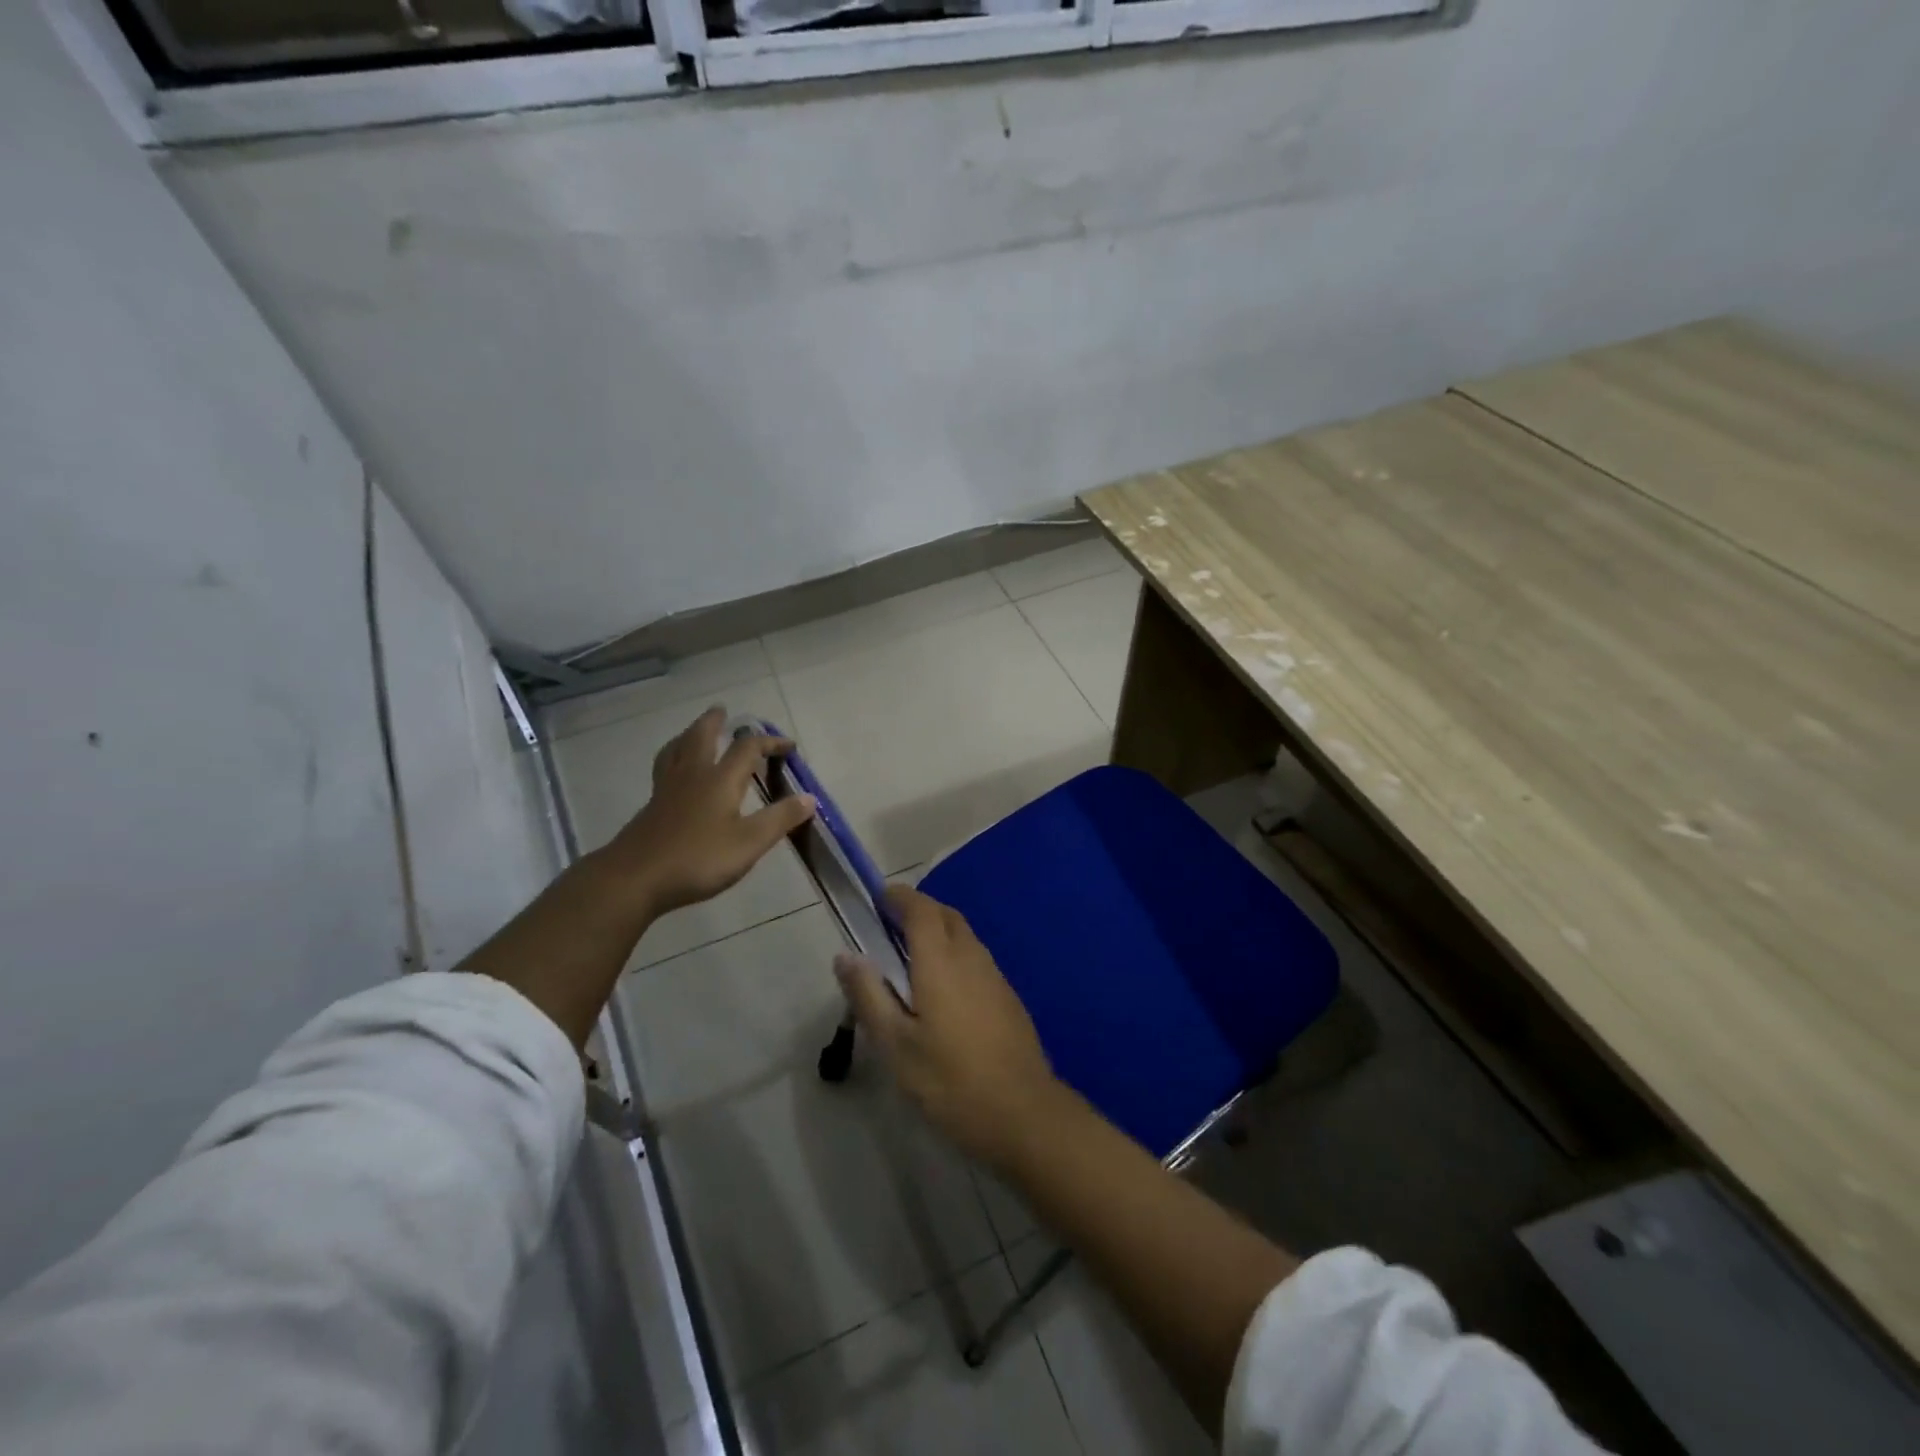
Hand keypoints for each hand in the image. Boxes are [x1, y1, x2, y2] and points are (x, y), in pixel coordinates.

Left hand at [601, 707, 815, 917]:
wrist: (635, 878)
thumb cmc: (698, 858)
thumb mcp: (749, 843)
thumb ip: (780, 819)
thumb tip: (810, 797)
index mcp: (720, 779)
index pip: (747, 748)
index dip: (770, 742)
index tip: (788, 746)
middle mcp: (692, 775)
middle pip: (701, 736)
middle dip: (714, 722)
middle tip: (721, 710)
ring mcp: (667, 790)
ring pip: (676, 750)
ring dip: (688, 735)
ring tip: (693, 731)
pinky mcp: (652, 807)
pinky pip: (664, 769)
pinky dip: (673, 758)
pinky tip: (674, 774)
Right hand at [833, 885, 1061, 1171]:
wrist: (1023, 1114)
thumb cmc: (950, 1080)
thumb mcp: (895, 1045)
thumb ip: (869, 995)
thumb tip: (846, 955)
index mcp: (940, 961)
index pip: (920, 910)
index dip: (899, 897)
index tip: (878, 897)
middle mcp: (971, 957)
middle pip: (946, 916)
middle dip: (919, 910)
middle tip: (890, 925)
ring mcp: (995, 976)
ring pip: (964, 936)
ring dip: (938, 931)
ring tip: (911, 956)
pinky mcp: (1008, 998)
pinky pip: (976, 958)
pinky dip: (955, 954)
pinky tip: (943, 988)